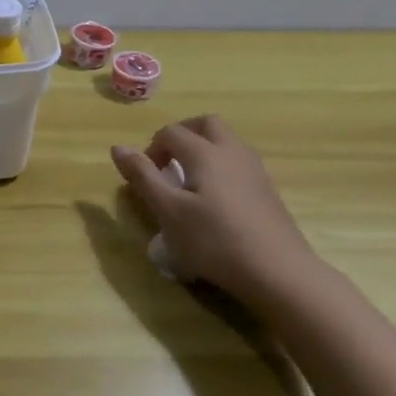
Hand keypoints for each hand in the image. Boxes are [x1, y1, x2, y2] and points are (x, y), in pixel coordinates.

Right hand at [112, 114, 320, 304]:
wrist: (278, 271)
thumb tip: (117, 148)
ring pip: (227, 141)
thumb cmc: (214, 240)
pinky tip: (214, 200)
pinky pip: (239, 162)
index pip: (171, 132)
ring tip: (189, 181)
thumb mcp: (168, 211)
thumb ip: (143, 177)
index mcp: (205, 152)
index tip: (145, 177)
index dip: (152, 148)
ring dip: (203, 149)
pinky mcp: (267, 190)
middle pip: (206, 124)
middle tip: (168, 162)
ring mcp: (255, 169)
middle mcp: (232, 152)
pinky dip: (220, 166)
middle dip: (182, 135)